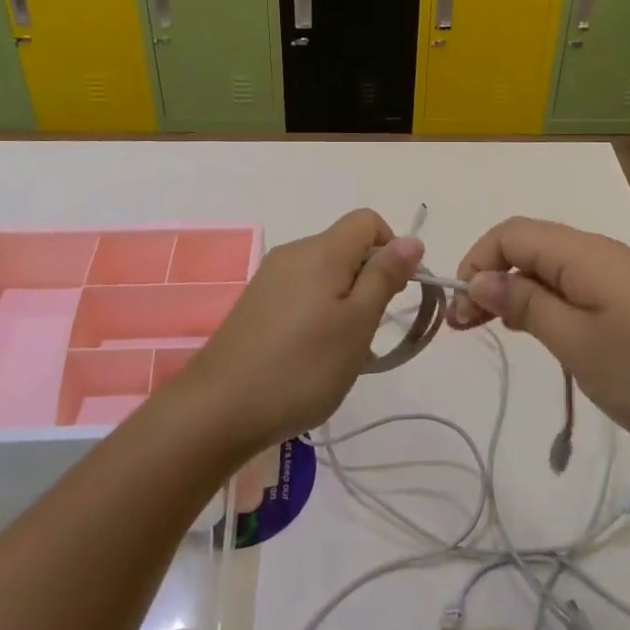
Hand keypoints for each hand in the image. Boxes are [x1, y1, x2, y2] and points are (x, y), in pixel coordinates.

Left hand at [180, 210, 423, 454]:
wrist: (219, 408)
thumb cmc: (302, 366)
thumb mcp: (357, 324)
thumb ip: (384, 277)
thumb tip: (411, 239)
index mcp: (321, 250)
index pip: (367, 221)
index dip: (390, 248)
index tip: (393, 294)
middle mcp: (293, 253)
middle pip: (345, 248)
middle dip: (368, 282)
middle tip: (368, 333)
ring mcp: (270, 278)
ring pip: (324, 275)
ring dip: (345, 304)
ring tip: (342, 353)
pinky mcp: (256, 304)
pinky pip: (301, 294)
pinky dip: (318, 315)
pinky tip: (313, 358)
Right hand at [450, 216, 629, 458]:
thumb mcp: (575, 343)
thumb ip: (525, 304)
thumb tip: (480, 277)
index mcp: (581, 252)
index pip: (510, 234)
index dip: (476, 261)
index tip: (460, 309)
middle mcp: (597, 252)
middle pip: (527, 246)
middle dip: (490, 276)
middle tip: (467, 326)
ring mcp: (618, 276)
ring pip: (550, 267)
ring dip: (515, 291)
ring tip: (494, 329)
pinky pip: (574, 286)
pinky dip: (545, 302)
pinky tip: (541, 334)